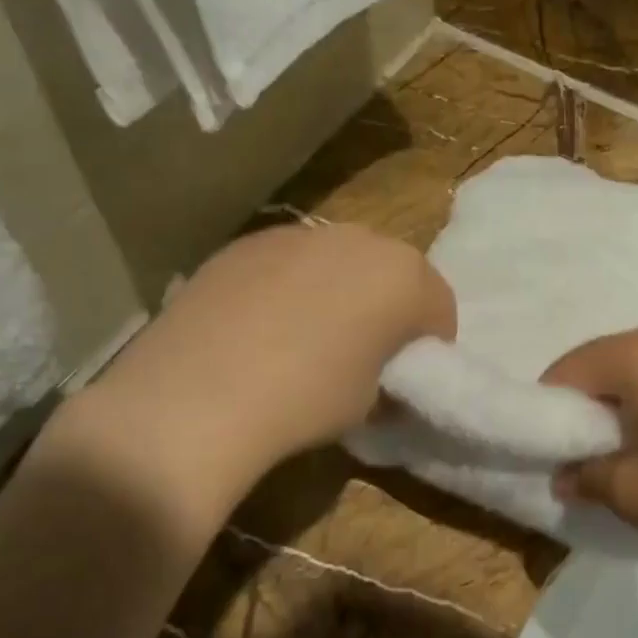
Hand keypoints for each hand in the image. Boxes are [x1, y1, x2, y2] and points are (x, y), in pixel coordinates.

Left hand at [42, 224, 454, 534]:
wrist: (197, 395)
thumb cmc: (307, 399)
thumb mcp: (371, 403)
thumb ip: (388, 374)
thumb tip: (379, 375)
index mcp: (404, 276)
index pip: (439, 306)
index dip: (429, 342)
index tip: (409, 372)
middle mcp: (360, 239)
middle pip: (390, 272)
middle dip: (387, 305)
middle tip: (365, 348)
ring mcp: (299, 234)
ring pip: (339, 260)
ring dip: (339, 289)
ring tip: (307, 335)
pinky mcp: (247, 242)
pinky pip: (288, 262)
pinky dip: (289, 285)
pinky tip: (260, 325)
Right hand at [541, 327, 637, 578]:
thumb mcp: (632, 492)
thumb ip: (586, 476)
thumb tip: (566, 476)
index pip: (573, 366)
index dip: (552, 405)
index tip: (547, 444)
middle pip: (613, 359)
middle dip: (591, 400)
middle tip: (585, 448)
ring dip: (632, 399)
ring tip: (634, 447)